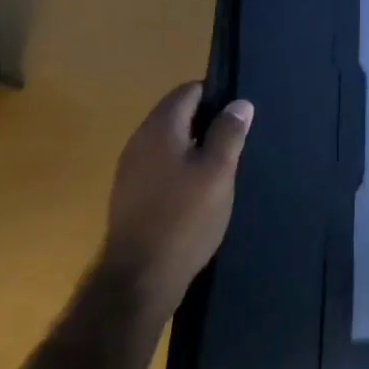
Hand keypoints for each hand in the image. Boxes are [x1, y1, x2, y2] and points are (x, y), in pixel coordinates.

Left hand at [101, 82, 252, 322]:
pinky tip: (198, 191)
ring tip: (221, 168)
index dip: (216, 96)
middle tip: (235, 143)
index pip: (188, 91)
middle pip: (176, 114)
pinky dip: (179, 168)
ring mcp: (130, 169)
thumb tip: (239, 103)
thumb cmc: (185, 217)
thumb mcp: (218, 172)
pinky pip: (159, 166)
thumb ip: (229, 133)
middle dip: (206, 122)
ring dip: (194, 147)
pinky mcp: (129, 194)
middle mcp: (139, 140)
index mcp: (160, 127)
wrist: (139, 277)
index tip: (239, 116)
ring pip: (168, 142)